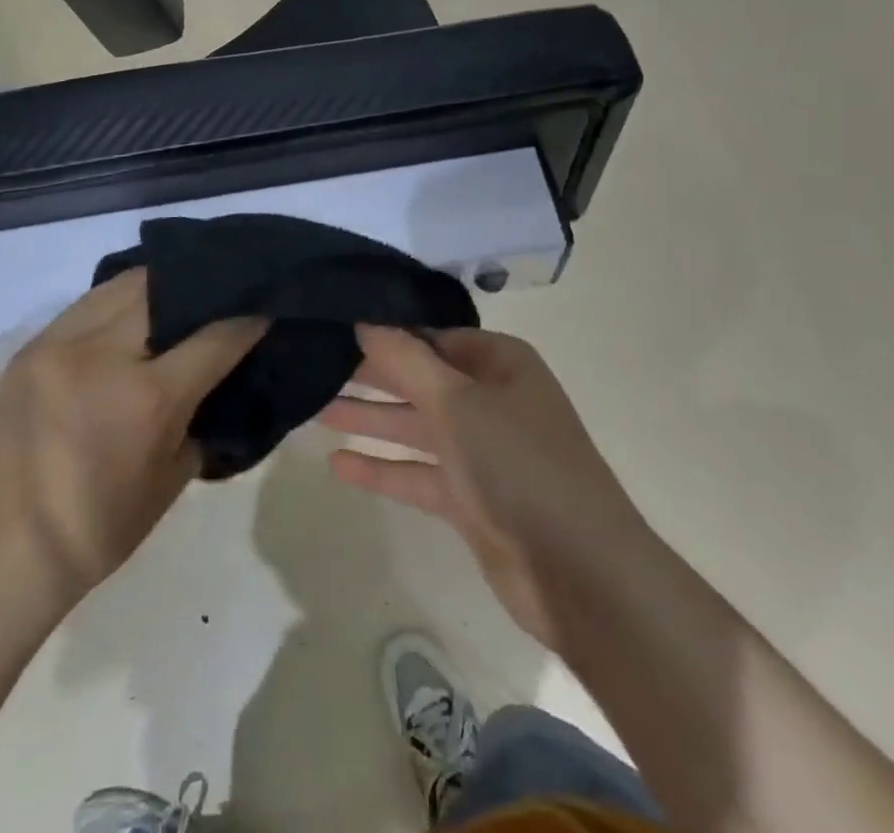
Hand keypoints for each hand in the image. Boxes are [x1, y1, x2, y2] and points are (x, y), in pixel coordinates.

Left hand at [0, 270, 263, 610]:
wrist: (6, 552)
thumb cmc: (102, 528)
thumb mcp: (175, 475)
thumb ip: (201, 412)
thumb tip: (220, 373)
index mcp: (148, 398)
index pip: (215, 336)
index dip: (248, 318)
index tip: (266, 306)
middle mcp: (102, 355)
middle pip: (165, 288)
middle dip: (200, 288)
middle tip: (220, 294)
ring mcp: (59, 344)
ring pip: (122, 285)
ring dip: (156, 286)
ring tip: (177, 296)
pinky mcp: (31, 347)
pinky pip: (87, 305)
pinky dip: (117, 303)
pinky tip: (132, 316)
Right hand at [319, 326, 643, 647]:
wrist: (579, 573)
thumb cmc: (519, 465)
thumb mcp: (457, 402)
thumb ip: (406, 360)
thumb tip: (366, 319)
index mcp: (499, 363)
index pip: (431, 335)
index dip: (386, 331)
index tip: (335, 325)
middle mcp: (491, 399)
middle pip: (419, 378)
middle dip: (370, 375)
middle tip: (314, 364)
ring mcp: (481, 451)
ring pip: (414, 425)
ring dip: (369, 419)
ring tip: (314, 408)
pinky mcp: (470, 498)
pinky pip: (417, 472)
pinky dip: (382, 468)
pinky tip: (338, 464)